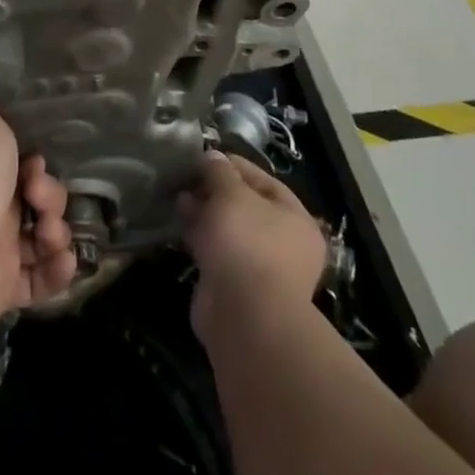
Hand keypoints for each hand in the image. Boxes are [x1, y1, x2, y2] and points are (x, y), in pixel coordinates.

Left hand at [0, 81, 77, 331]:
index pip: (25, 166)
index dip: (39, 165)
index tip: (37, 163)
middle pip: (40, 201)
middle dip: (52, 199)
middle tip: (40, 201)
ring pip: (45, 239)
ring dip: (58, 235)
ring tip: (49, 238)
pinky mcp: (7, 288)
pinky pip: (43, 280)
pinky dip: (57, 271)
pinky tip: (61, 260)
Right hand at [179, 152, 327, 343]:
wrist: (244, 317)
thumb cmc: (247, 243)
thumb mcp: (231, 194)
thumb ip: (220, 172)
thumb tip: (212, 157)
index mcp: (296, 219)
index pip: (264, 181)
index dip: (234, 166)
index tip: (205, 157)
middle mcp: (284, 244)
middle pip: (246, 207)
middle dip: (215, 191)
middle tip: (187, 179)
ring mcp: (260, 268)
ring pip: (229, 231)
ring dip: (204, 213)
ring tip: (178, 199)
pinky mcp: (236, 287)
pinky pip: (217, 253)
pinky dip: (200, 238)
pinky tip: (180, 225)